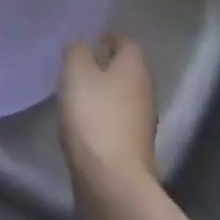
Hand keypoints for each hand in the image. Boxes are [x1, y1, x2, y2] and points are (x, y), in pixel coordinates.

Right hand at [59, 34, 158, 199]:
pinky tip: (82, 122)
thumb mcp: (76, 73)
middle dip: (104, 65)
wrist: (112, 181)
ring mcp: (142, 123)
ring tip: (75, 92)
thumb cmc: (94, 117)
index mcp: (134, 68)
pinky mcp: (133, 148)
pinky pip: (117, 121)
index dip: (107, 37)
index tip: (86, 39)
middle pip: (126, 70)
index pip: (126, 42)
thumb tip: (83, 44)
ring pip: (122, 96)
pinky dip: (102, 116)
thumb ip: (78, 51)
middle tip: (76, 64)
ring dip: (103, 92)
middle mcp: (145, 92)